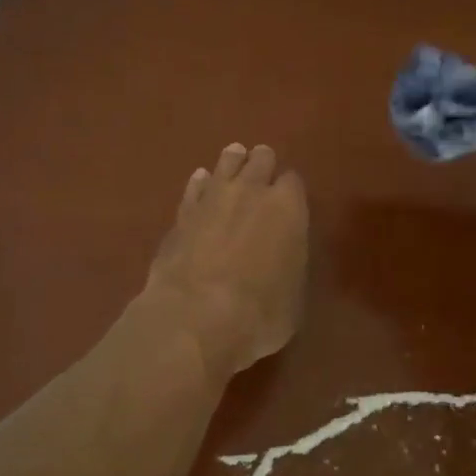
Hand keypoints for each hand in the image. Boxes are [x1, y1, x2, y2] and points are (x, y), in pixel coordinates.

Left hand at [143, 142, 308, 379]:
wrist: (197, 317)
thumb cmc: (261, 314)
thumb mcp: (293, 296)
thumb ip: (289, 265)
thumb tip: (282, 260)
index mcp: (288, 208)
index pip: (293, 182)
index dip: (290, 190)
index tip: (289, 200)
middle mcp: (252, 192)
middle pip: (260, 161)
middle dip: (262, 164)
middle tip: (262, 167)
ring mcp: (212, 198)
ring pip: (225, 164)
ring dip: (232, 163)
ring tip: (235, 158)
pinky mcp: (181, 214)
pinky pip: (195, 187)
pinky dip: (200, 184)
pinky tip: (201, 181)